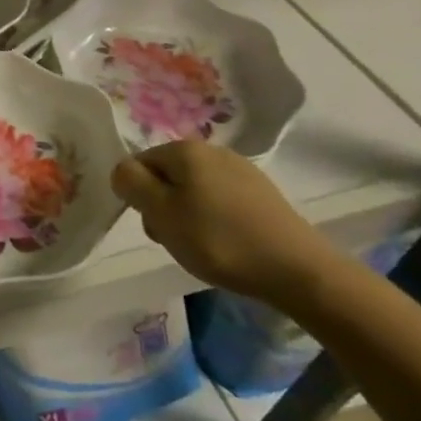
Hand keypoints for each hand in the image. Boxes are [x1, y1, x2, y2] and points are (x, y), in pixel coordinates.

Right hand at [112, 141, 339, 305]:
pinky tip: (227, 243)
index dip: (138, 195)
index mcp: (185, 150)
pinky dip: (215, 219)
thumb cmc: (218, 240)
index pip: (139, 163)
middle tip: (175, 239)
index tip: (155, 225)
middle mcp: (212, 150)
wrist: (297, 270)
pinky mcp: (262, 193)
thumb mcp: (161, 212)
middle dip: (163, 205)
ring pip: (194, 189)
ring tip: (203, 246)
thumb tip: (123, 169)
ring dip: (188, 214)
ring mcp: (241, 170)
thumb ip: (131, 183)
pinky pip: (221, 200)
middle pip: (167, 175)